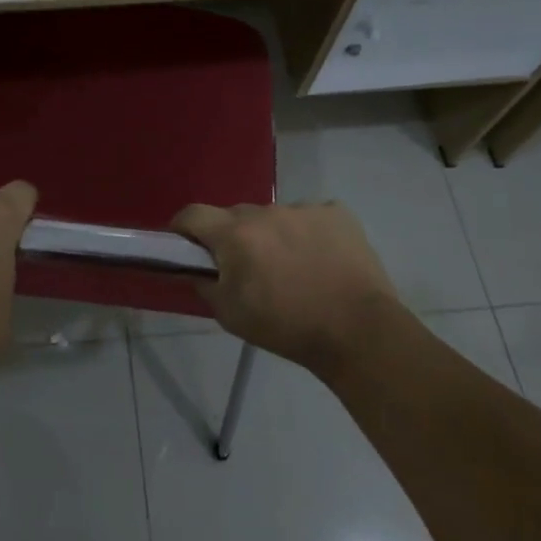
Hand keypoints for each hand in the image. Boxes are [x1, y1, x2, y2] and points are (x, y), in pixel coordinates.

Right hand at [171, 202, 404, 378]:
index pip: (193, 214)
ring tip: (291, 268)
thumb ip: (205, 284)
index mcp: (235, 234)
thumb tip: (195, 268)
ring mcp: (304, 209)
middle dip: (232, 237)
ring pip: (274, 217)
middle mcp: (266, 212)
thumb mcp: (230, 315)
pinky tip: (320, 261)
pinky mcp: (337, 213)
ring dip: (272, 235)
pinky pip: (310, 217)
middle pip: (235, 216)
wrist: (358, 332)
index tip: (184, 244)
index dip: (183, 228)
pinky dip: (308, 234)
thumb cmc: (286, 327)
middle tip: (245, 268)